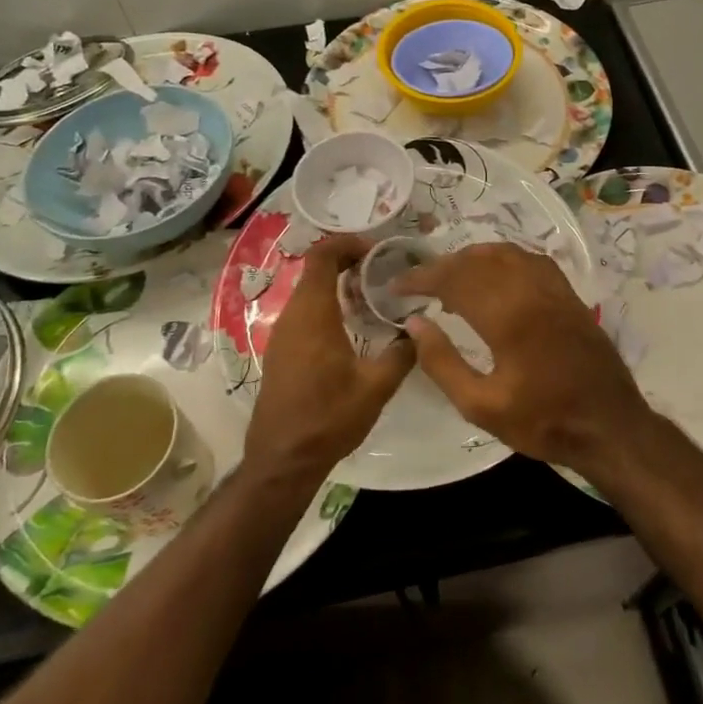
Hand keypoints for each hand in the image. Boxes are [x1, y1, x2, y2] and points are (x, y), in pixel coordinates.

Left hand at [245, 235, 414, 480]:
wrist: (282, 460)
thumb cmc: (328, 418)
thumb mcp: (376, 387)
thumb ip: (402, 352)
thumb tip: (420, 329)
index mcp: (313, 314)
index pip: (323, 255)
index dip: (349, 243)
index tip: (378, 251)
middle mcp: (293, 316)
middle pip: (317, 270)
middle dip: (350, 263)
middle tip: (385, 273)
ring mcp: (283, 334)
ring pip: (311, 292)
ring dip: (340, 286)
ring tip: (375, 298)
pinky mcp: (282, 351)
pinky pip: (305, 313)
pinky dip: (330, 306)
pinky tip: (354, 328)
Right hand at [395, 243, 650, 471]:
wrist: (609, 425)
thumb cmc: (543, 421)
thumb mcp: (481, 406)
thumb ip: (443, 363)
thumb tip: (415, 323)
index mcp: (507, 316)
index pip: (454, 280)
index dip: (421, 278)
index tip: (396, 287)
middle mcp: (530, 290)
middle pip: (477, 260)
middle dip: (442, 266)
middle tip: (417, 284)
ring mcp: (554, 288)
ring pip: (505, 253)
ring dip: (471, 258)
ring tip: (450, 278)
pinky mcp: (568, 294)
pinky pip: (530, 259)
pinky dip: (503, 259)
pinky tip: (494, 275)